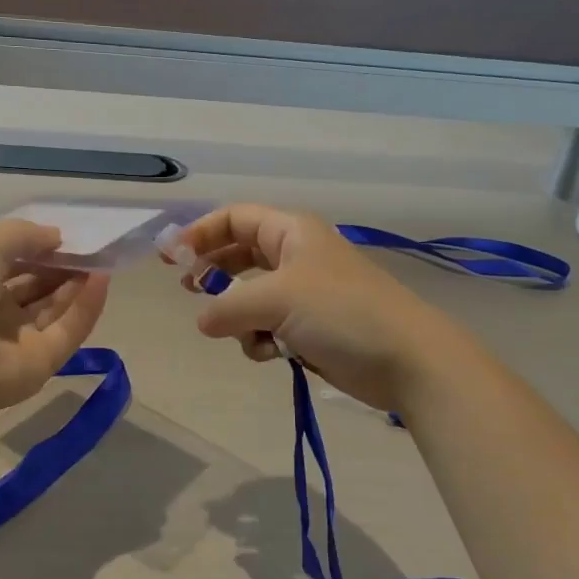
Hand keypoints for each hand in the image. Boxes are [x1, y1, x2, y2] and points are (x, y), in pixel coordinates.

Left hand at [0, 220, 109, 416]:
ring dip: (76, 284)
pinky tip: (101, 279)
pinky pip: (67, 332)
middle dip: (59, 267)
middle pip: (32, 289)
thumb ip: (23, 234)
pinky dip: (85, 307)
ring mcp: (14, 343)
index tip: (61, 236)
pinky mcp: (39, 365)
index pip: (6, 264)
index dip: (34, 248)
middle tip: (87, 248)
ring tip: (100, 259)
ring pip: (53, 310)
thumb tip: (56, 237)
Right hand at [170, 204, 468, 412]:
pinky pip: (268, 327)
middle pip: (240, 254)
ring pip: (250, 297)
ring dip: (239, 317)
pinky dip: (261, 340)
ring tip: (243, 333)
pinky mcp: (311, 328)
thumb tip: (202, 321)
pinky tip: (271, 354)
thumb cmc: (342, 312)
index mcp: (291, 232)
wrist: (407, 360)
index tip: (171, 258)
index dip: (200, 232)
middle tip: (189, 290)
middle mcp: (296, 256)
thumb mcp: (277, 299)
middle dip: (214, 273)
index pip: (235, 218)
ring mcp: (305, 293)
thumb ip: (228, 306)